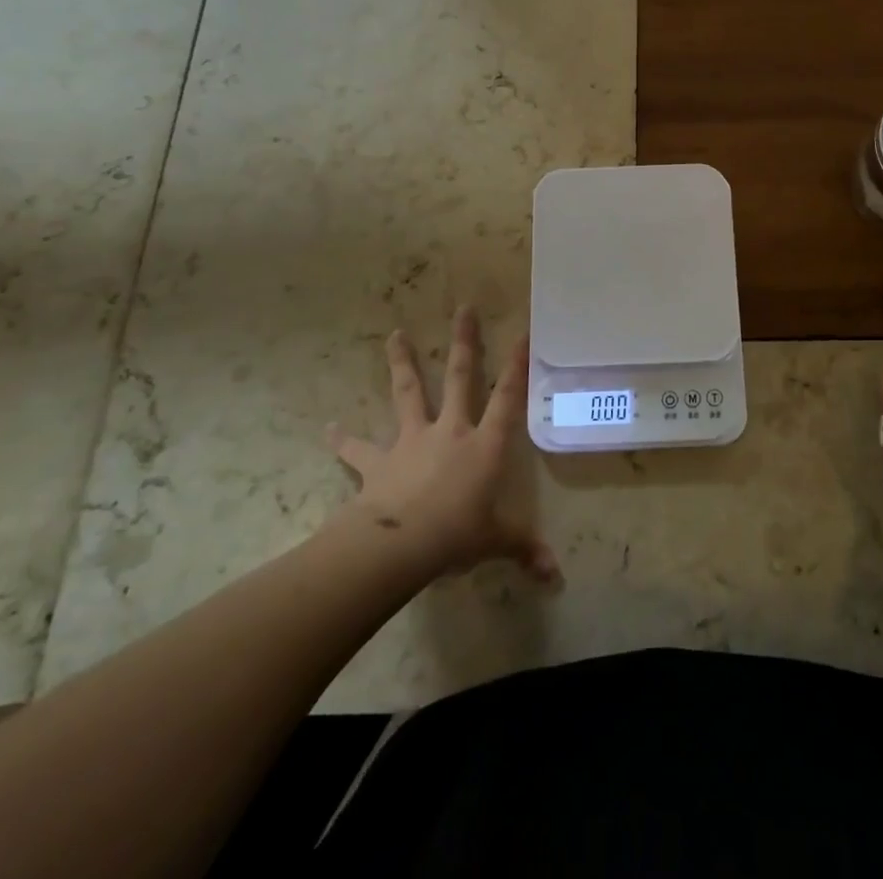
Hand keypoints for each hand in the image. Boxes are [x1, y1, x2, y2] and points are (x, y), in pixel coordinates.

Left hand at [326, 307, 557, 582]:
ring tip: (394, 334)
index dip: (517, 366)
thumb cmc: (456, 535)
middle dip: (464, 342)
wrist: (398, 545)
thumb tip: (554, 575)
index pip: (508, 398)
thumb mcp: (495, 542)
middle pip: (459, 377)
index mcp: (484, 444)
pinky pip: (358, 448)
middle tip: (463, 308)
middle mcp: (450, 431)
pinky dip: (343, 439)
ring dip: (401, 363)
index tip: (523, 332)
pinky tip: (328, 429)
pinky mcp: (378, 461)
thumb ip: (523, 549)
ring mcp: (412, 441)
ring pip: (408, 393)